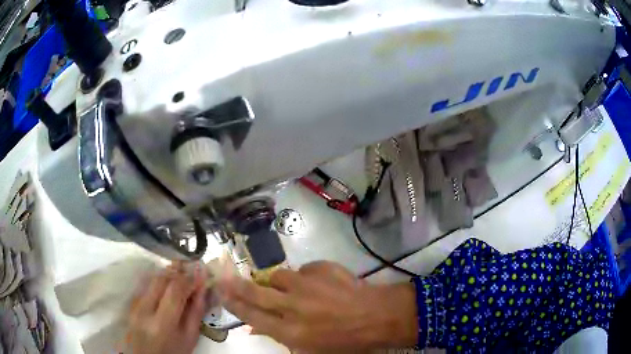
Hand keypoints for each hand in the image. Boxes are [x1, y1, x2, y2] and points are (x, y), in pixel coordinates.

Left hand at [125, 262, 207, 353]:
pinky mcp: (131, 302)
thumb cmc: (174, 351)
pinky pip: (145, 283)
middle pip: (160, 279)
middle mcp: (144, 309)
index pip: (175, 290)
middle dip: (178, 272)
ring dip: (168, 274)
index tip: (202, 275)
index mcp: (162, 323)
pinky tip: (167, 285)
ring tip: (181, 277)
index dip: (189, 279)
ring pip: (151, 278)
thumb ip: (196, 312)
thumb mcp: (190, 337)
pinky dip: (159, 280)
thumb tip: (202, 287)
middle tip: (192, 272)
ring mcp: (135, 304)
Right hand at [218, 261, 417, 350]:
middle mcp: (293, 306)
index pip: (252, 315)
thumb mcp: (311, 350)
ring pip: (278, 276)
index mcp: (290, 331)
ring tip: (289, 289)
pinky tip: (318, 285)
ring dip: (278, 282)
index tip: (221, 293)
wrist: (377, 316)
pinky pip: (303, 270)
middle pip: (255, 292)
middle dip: (236, 285)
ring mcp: (307, 284)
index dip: (234, 304)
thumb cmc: (345, 341)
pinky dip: (305, 277)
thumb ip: (280, 337)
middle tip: (223, 276)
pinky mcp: (321, 268)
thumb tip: (254, 326)